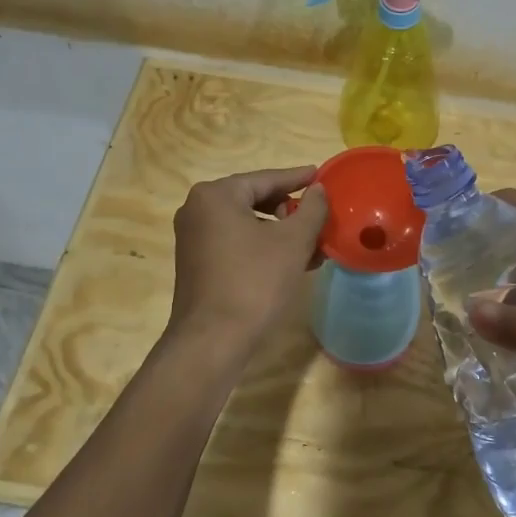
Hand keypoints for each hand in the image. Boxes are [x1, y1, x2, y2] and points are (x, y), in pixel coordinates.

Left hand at [165, 166, 328, 353]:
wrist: (213, 340)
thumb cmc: (255, 282)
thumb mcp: (292, 242)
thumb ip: (311, 209)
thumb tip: (319, 190)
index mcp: (216, 196)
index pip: (266, 178)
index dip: (298, 178)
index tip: (322, 176)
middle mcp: (197, 210)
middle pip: (254, 199)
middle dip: (290, 209)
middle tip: (320, 214)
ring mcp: (193, 238)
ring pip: (246, 224)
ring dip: (280, 231)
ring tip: (313, 243)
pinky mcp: (196, 263)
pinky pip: (235, 243)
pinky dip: (262, 246)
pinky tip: (291, 261)